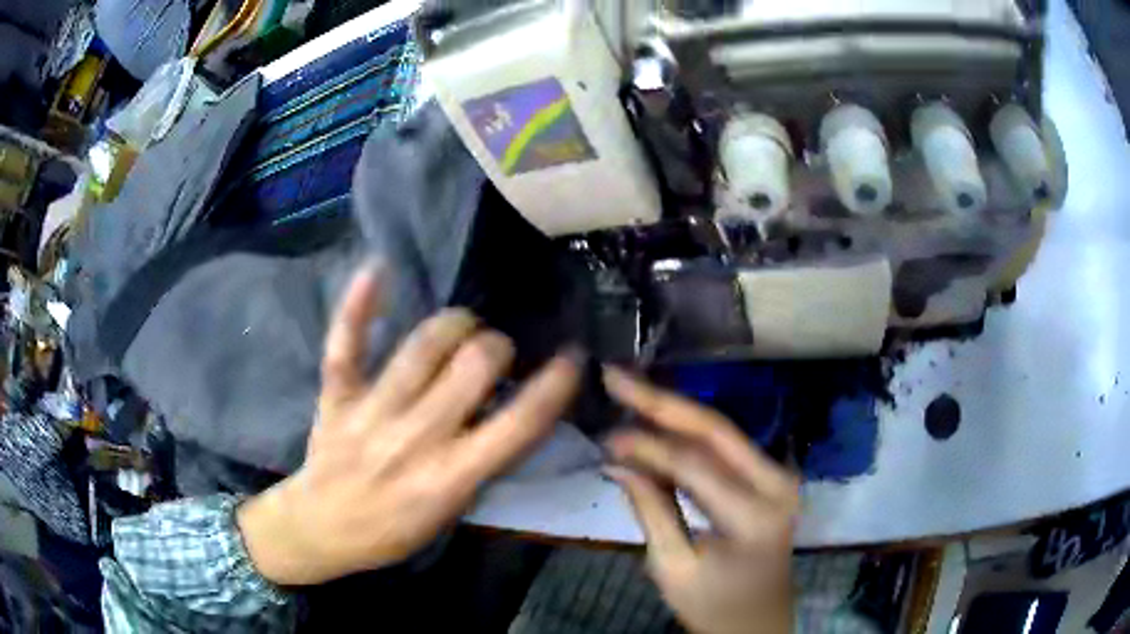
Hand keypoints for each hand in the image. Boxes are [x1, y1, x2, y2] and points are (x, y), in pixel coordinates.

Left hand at [238, 265, 581, 584]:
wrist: (320, 529)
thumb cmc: (391, 530)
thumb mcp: (450, 514)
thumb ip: (480, 464)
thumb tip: (508, 411)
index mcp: (451, 477)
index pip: (518, 424)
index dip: (555, 385)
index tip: (571, 357)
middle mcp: (417, 437)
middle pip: (474, 367)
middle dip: (497, 348)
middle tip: (495, 352)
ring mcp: (372, 412)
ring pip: (423, 346)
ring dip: (455, 325)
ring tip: (463, 327)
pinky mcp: (337, 396)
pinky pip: (346, 343)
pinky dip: (360, 303)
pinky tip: (378, 266)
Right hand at [603, 368, 798, 633]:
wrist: (757, 624)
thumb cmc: (714, 606)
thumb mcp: (673, 568)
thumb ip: (650, 509)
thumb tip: (616, 460)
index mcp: (755, 515)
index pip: (695, 464)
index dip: (646, 444)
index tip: (605, 435)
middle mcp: (777, 483)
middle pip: (716, 429)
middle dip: (662, 401)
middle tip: (616, 376)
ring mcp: (779, 477)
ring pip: (721, 433)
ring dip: (674, 413)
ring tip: (629, 392)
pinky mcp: (771, 479)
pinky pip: (726, 449)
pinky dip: (689, 436)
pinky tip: (658, 423)